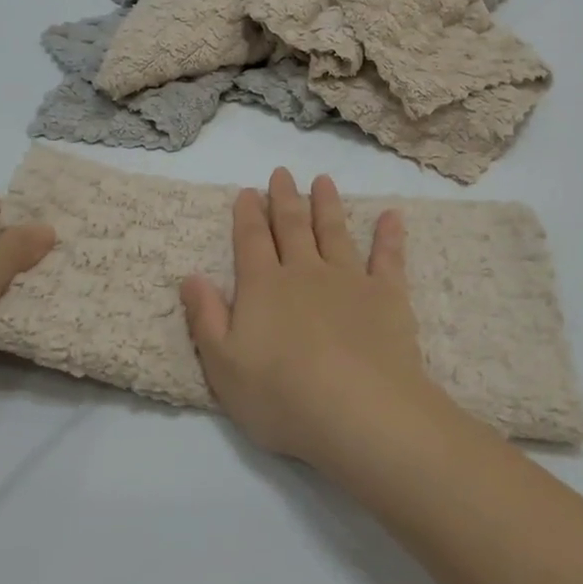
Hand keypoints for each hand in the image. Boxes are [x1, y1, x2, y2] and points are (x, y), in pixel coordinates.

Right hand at [180, 168, 429, 464]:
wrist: (358, 410)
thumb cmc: (281, 395)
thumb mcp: (223, 365)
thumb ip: (206, 317)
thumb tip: (190, 277)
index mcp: (264, 287)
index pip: (252, 241)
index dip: (247, 215)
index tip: (247, 191)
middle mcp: (305, 272)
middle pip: (292, 227)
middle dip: (284, 199)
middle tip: (282, 173)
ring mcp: (349, 280)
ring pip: (335, 232)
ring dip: (327, 205)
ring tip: (323, 180)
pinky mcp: (387, 296)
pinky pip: (388, 258)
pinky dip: (389, 235)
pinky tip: (392, 216)